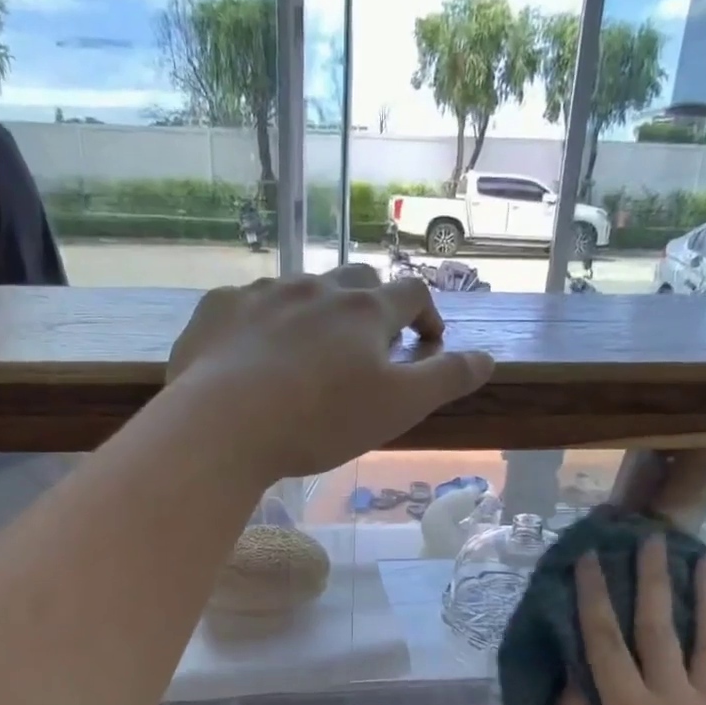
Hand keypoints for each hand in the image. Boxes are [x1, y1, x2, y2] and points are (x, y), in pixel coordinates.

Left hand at [166, 267, 493, 479]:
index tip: (429, 341)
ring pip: (301, 288)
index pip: (411, 293)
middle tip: (369, 344)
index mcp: (365, 310)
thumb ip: (445, 379)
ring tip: (309, 352)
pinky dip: (262, 322)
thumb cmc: (320, 420)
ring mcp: (263, 292)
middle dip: (373, 304)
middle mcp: (316, 287)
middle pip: (357, 280)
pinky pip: (248, 304)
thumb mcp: (398, 408)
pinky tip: (253, 354)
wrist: (223, 425)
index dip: (427, 313)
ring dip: (316, 311)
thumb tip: (487, 358)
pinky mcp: (218, 308)